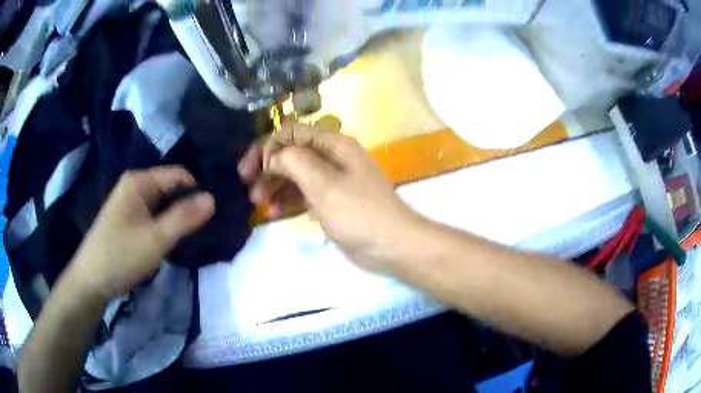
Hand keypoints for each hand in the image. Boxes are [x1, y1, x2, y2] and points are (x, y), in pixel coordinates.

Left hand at [67, 166, 214, 300]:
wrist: (92, 280)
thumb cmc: (121, 256)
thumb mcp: (155, 239)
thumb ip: (184, 218)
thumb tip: (213, 198)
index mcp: (139, 181)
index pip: (179, 175)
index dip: (197, 191)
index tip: (213, 214)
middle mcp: (135, 186)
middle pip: (171, 188)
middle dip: (189, 206)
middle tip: (208, 229)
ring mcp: (131, 203)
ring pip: (164, 204)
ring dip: (178, 218)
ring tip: (196, 236)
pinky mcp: (130, 219)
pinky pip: (155, 216)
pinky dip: (167, 226)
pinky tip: (176, 241)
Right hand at [238, 118, 419, 271]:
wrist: (391, 245)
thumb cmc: (358, 212)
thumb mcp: (324, 184)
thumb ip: (294, 162)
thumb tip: (272, 157)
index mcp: (332, 144)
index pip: (290, 133)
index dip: (267, 147)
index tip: (251, 170)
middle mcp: (330, 157)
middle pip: (290, 153)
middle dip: (266, 167)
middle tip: (248, 187)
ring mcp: (330, 179)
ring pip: (293, 174)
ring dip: (273, 184)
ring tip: (257, 202)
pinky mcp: (329, 200)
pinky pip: (302, 193)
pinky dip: (286, 200)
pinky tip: (272, 213)